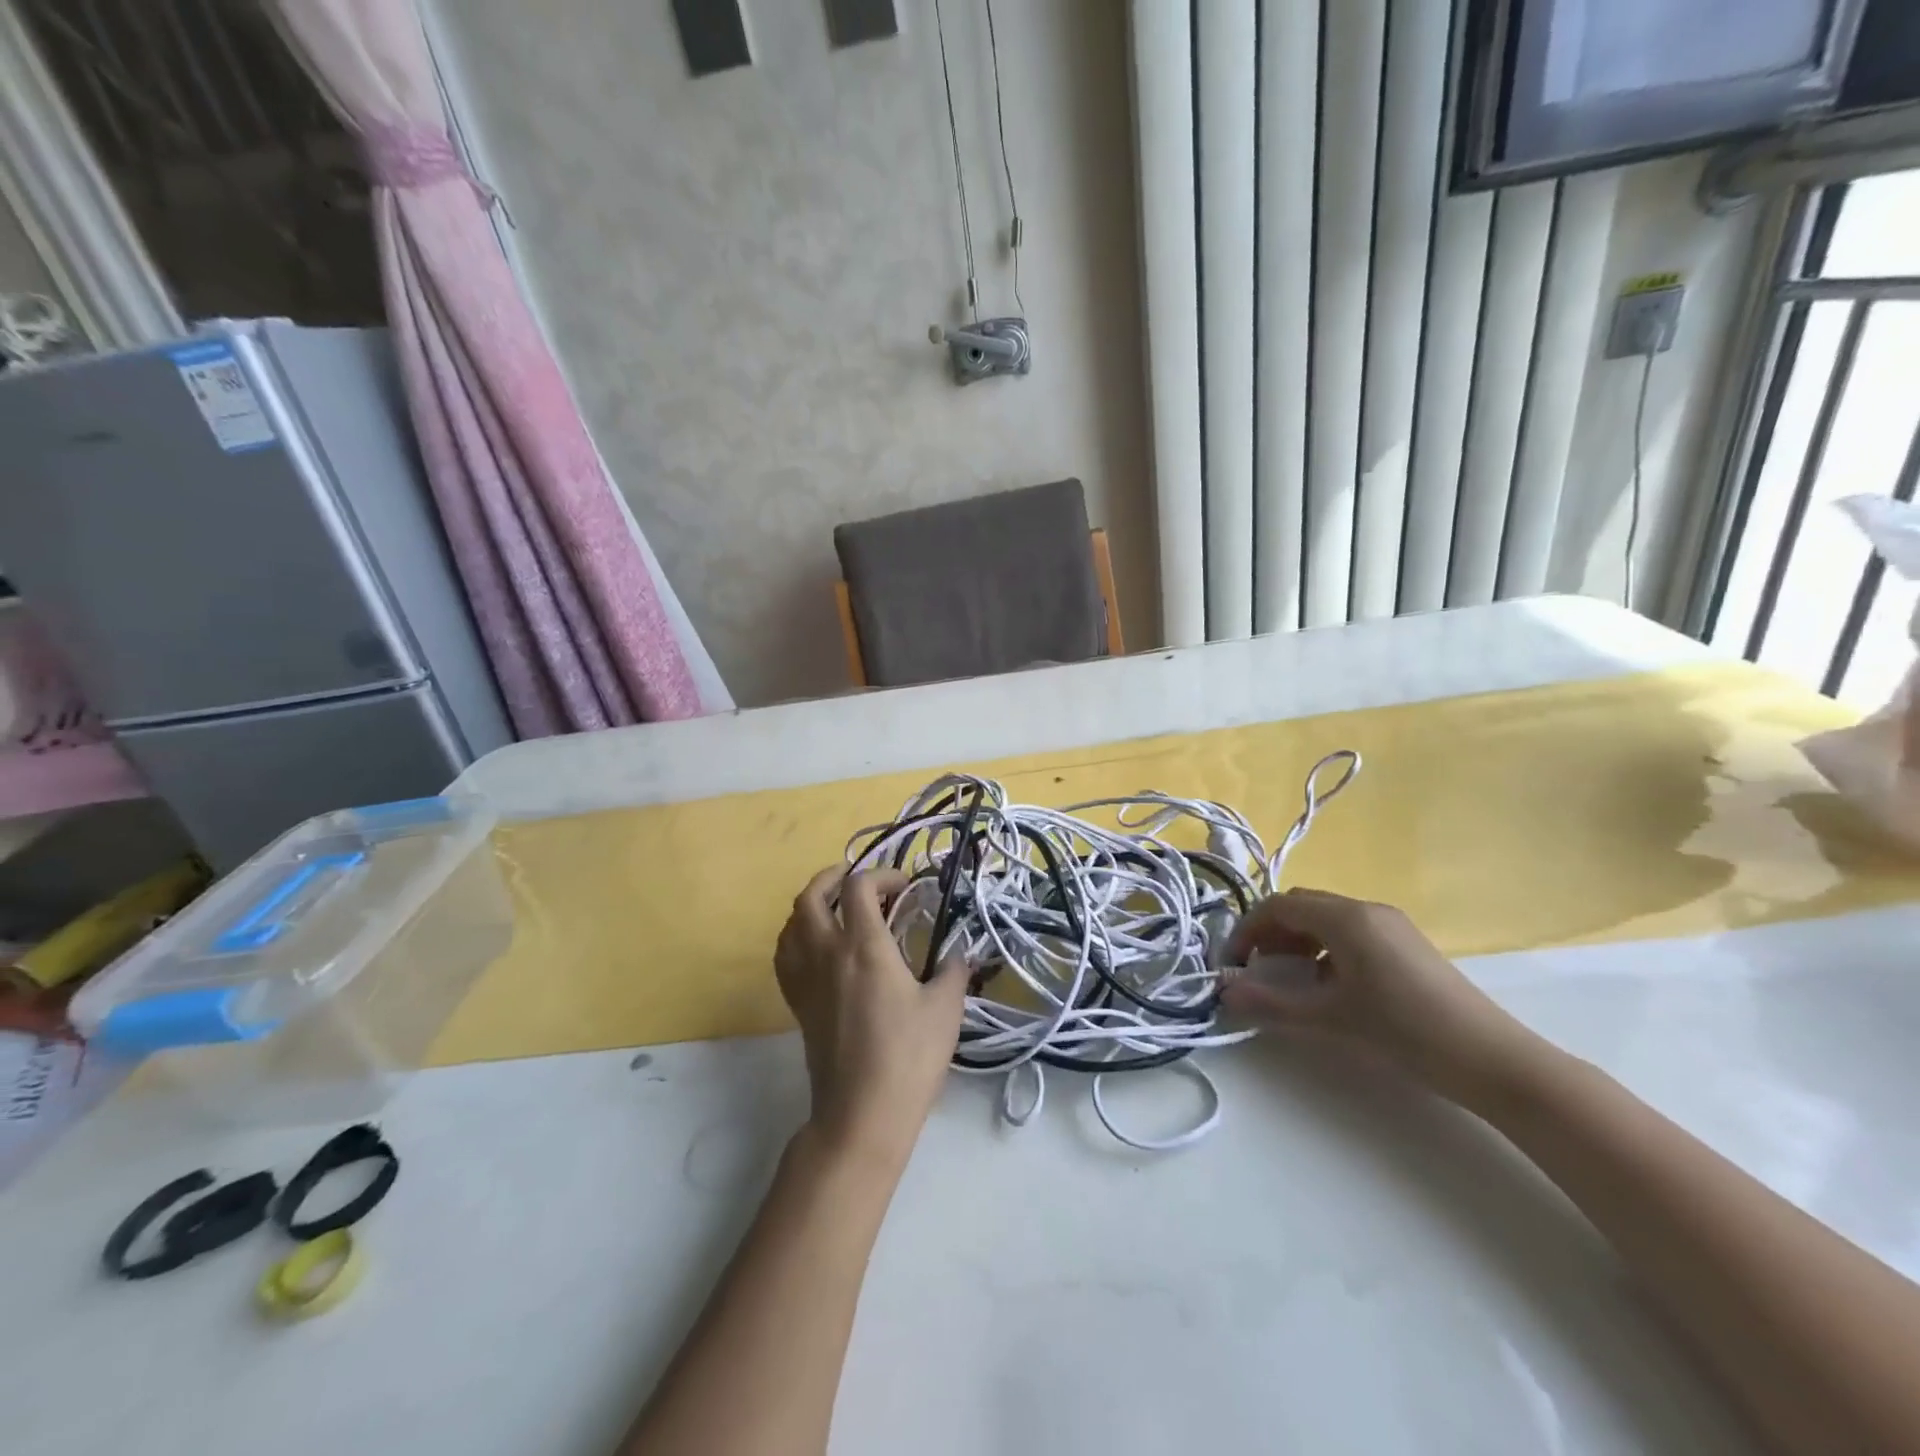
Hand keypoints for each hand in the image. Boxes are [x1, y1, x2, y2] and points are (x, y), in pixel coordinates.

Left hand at [774, 866, 970, 1169]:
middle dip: (833, 877)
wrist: (861, 1114)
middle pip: (811, 896)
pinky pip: (785, 954)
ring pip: (791, 922)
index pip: (858, 887)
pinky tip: (818, 947)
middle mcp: (827, 953)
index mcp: (864, 947)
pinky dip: (797, 935)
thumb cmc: (908, 1057)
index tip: (905, 887)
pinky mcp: (797, 1003)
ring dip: (812, 904)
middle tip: (859, 881)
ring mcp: (806, 979)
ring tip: (838, 908)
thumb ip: (953, 970)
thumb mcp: (945, 1009)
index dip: (881, 875)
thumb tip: (959, 953)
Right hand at [1221, 888, 1538, 1107]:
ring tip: (1290, 982)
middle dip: (1270, 935)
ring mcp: (1391, 925)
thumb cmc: (1403, 1031)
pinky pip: (1350, 934)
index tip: (1232, 965)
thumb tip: (1223, 993)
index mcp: (1346, 917)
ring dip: (1296, 943)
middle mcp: (1366, 909)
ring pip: (1325, 920)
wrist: (1493, 1060)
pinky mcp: (1407, 945)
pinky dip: (1324, 951)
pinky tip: (1329, 987)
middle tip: (1258, 971)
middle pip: (1301, 907)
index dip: (1247, 930)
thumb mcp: (1329, 1018)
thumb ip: (1270, 1003)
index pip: (1278, 906)